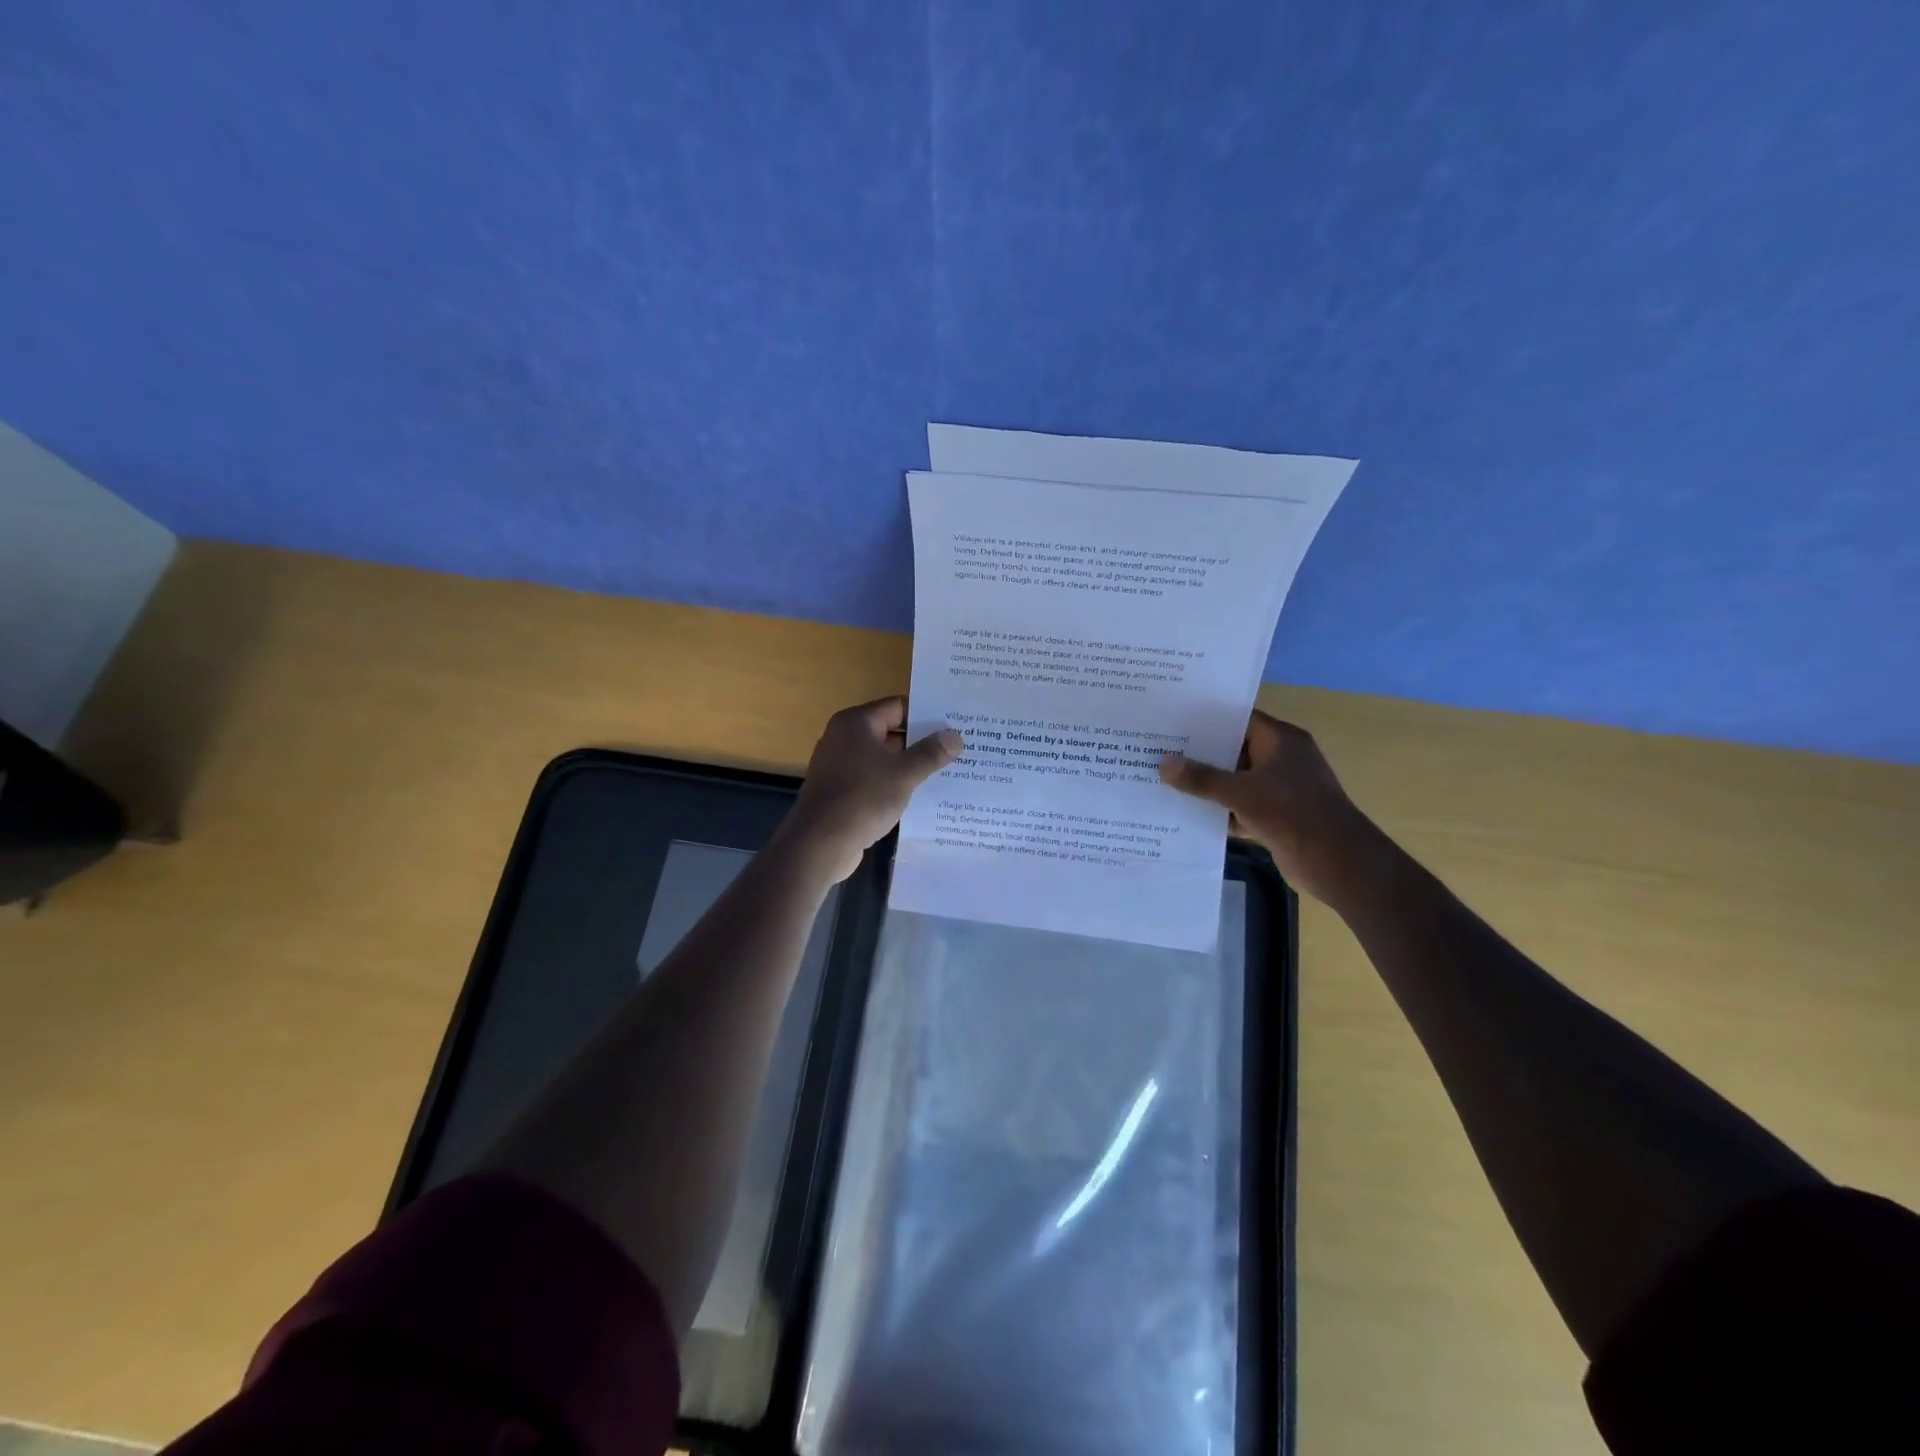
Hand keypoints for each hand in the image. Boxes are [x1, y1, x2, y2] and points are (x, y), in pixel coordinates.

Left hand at [778, 696, 962, 882]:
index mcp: (856, 723)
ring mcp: (839, 764)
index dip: (926, 715)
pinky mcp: (840, 790)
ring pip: (882, 757)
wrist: (820, 843)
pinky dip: (893, 783)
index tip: (954, 726)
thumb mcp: (904, 774)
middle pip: (890, 731)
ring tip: (945, 772)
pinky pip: (873, 778)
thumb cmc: (862, 799)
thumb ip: (930, 753)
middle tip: (957, 749)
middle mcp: (844, 737)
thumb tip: (956, 736)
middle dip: (921, 742)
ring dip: (909, 765)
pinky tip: (918, 795)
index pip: (898, 706)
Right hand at [1160, 711, 1380, 906]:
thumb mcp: (1241, 792)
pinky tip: (1186, 812)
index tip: (1173, 720)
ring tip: (1165, 779)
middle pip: (1234, 750)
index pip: (1239, 719)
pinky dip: (1219, 810)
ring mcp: (1280, 789)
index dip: (1207, 719)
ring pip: (1235, 781)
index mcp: (1281, 740)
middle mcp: (1282, 759)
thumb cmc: (1292, 813)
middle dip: (1200, 753)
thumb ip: (1201, 778)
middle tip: (1159, 749)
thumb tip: (1163, 763)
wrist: (1337, 863)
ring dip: (1208, 784)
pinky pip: (1240, 806)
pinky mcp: (1276, 816)